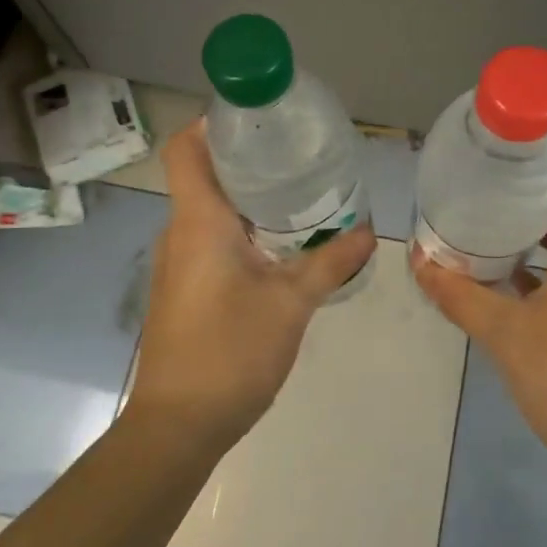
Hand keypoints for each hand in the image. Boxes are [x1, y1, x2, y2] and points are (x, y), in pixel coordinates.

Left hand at [123, 120, 376, 450]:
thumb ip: (330, 262)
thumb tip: (369, 231)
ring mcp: (178, 262)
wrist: (178, 426)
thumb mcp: (291, 304)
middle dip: (246, 159)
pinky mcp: (183, 288)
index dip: (212, 124)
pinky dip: (241, 229)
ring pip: (208, 210)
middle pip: (202, 174)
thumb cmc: (230, 353)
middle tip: (296, 154)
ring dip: (247, 198)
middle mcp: (180, 232)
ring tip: (297, 194)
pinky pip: (209, 239)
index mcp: (198, 221)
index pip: (184, 149)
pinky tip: (279, 245)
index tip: (256, 120)